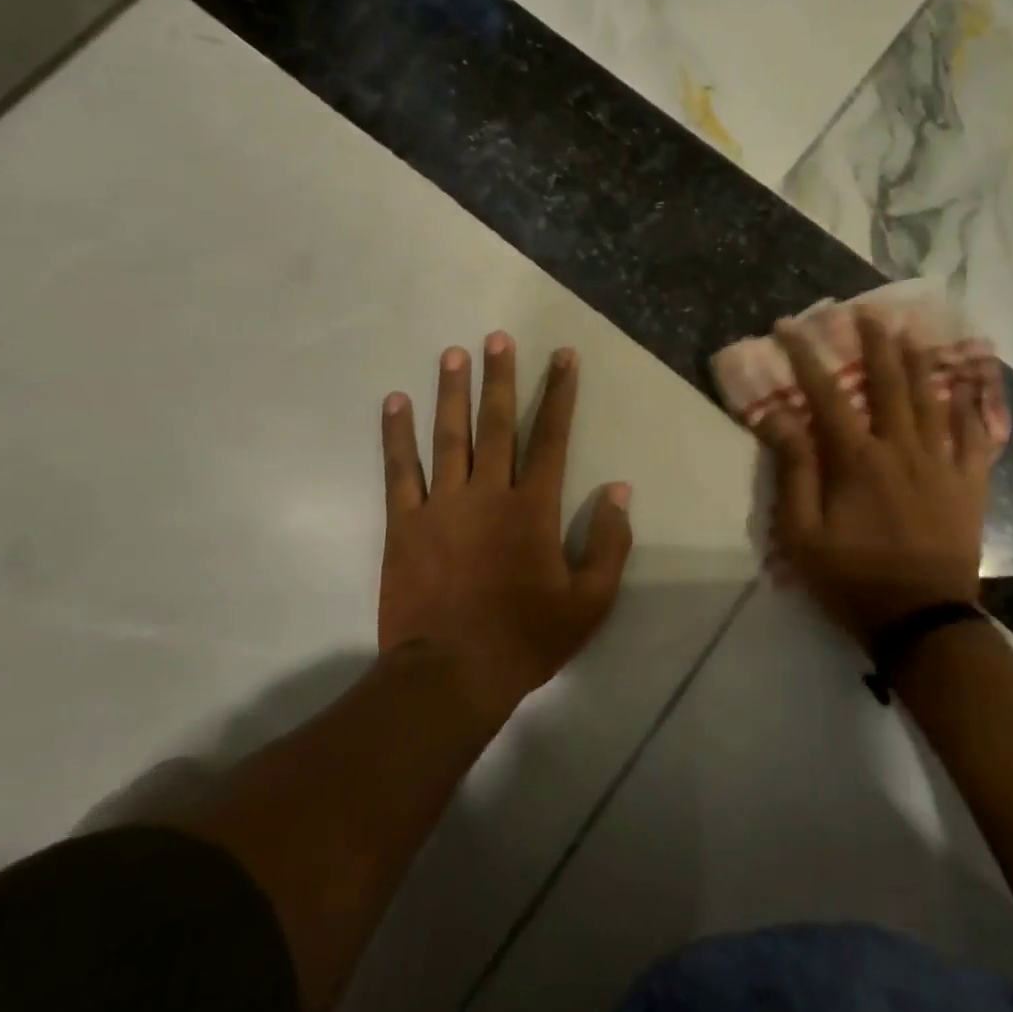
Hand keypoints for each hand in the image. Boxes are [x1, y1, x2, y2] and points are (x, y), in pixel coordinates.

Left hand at [379, 333, 633, 718]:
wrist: (451, 674)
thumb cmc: (526, 638)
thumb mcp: (589, 602)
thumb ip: (609, 543)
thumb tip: (618, 490)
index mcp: (533, 508)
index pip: (551, 437)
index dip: (559, 393)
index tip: (563, 356)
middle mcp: (488, 493)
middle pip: (496, 423)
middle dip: (500, 377)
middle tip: (497, 337)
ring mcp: (442, 504)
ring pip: (448, 435)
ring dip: (451, 392)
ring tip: (453, 353)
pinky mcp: (404, 523)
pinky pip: (399, 470)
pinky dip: (396, 434)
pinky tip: (394, 402)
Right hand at [759, 308, 999, 647]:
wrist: (921, 620)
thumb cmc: (852, 578)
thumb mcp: (802, 533)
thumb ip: (793, 470)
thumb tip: (778, 416)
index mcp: (858, 459)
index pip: (826, 394)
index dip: (806, 357)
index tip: (789, 327)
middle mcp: (903, 448)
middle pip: (888, 383)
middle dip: (875, 342)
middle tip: (867, 310)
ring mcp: (942, 464)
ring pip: (932, 398)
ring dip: (919, 361)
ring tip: (912, 330)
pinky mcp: (969, 484)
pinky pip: (975, 435)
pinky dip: (971, 406)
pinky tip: (969, 385)